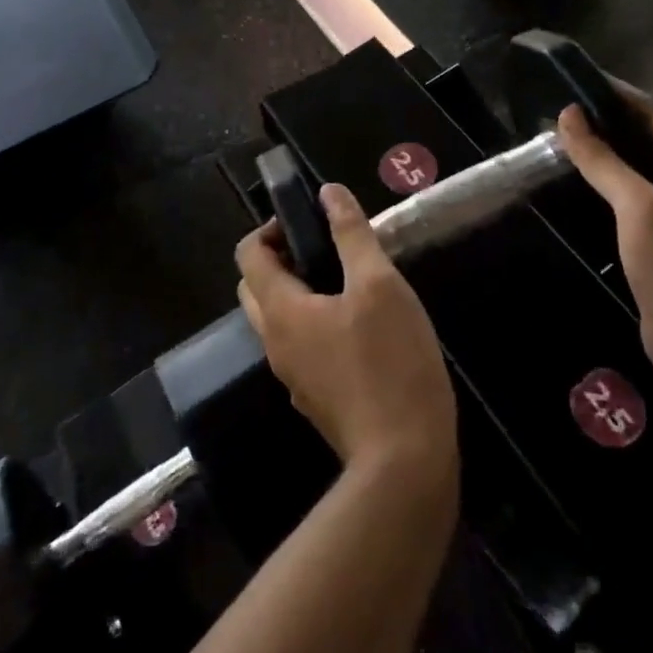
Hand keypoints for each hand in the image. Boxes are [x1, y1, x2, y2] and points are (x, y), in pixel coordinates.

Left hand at [236, 186, 457, 480]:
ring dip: (299, 290)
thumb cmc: (390, 361)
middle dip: (280, 258)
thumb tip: (329, 192)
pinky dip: (314, 322)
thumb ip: (351, 234)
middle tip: (324, 247)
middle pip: (256, 287)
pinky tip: (359, 325)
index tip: (308, 220)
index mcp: (281, 311)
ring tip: (347, 279)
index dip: (270, 228)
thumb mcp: (378, 284)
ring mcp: (292, 376)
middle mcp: (274, 343)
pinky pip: (300, 345)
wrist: (404, 460)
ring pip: (278, 319)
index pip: (248, 255)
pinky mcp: (314, 398)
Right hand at [557, 94, 652, 384]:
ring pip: (637, 169)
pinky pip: (632, 197)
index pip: (652, 115)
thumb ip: (603, 161)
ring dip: (606, 152)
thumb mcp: (636, 208)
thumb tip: (569, 115)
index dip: (617, 94)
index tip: (577, 81)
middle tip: (562, 112)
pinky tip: (581, 186)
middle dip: (607, 121)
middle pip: (645, 139)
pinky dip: (607, 183)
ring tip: (565, 141)